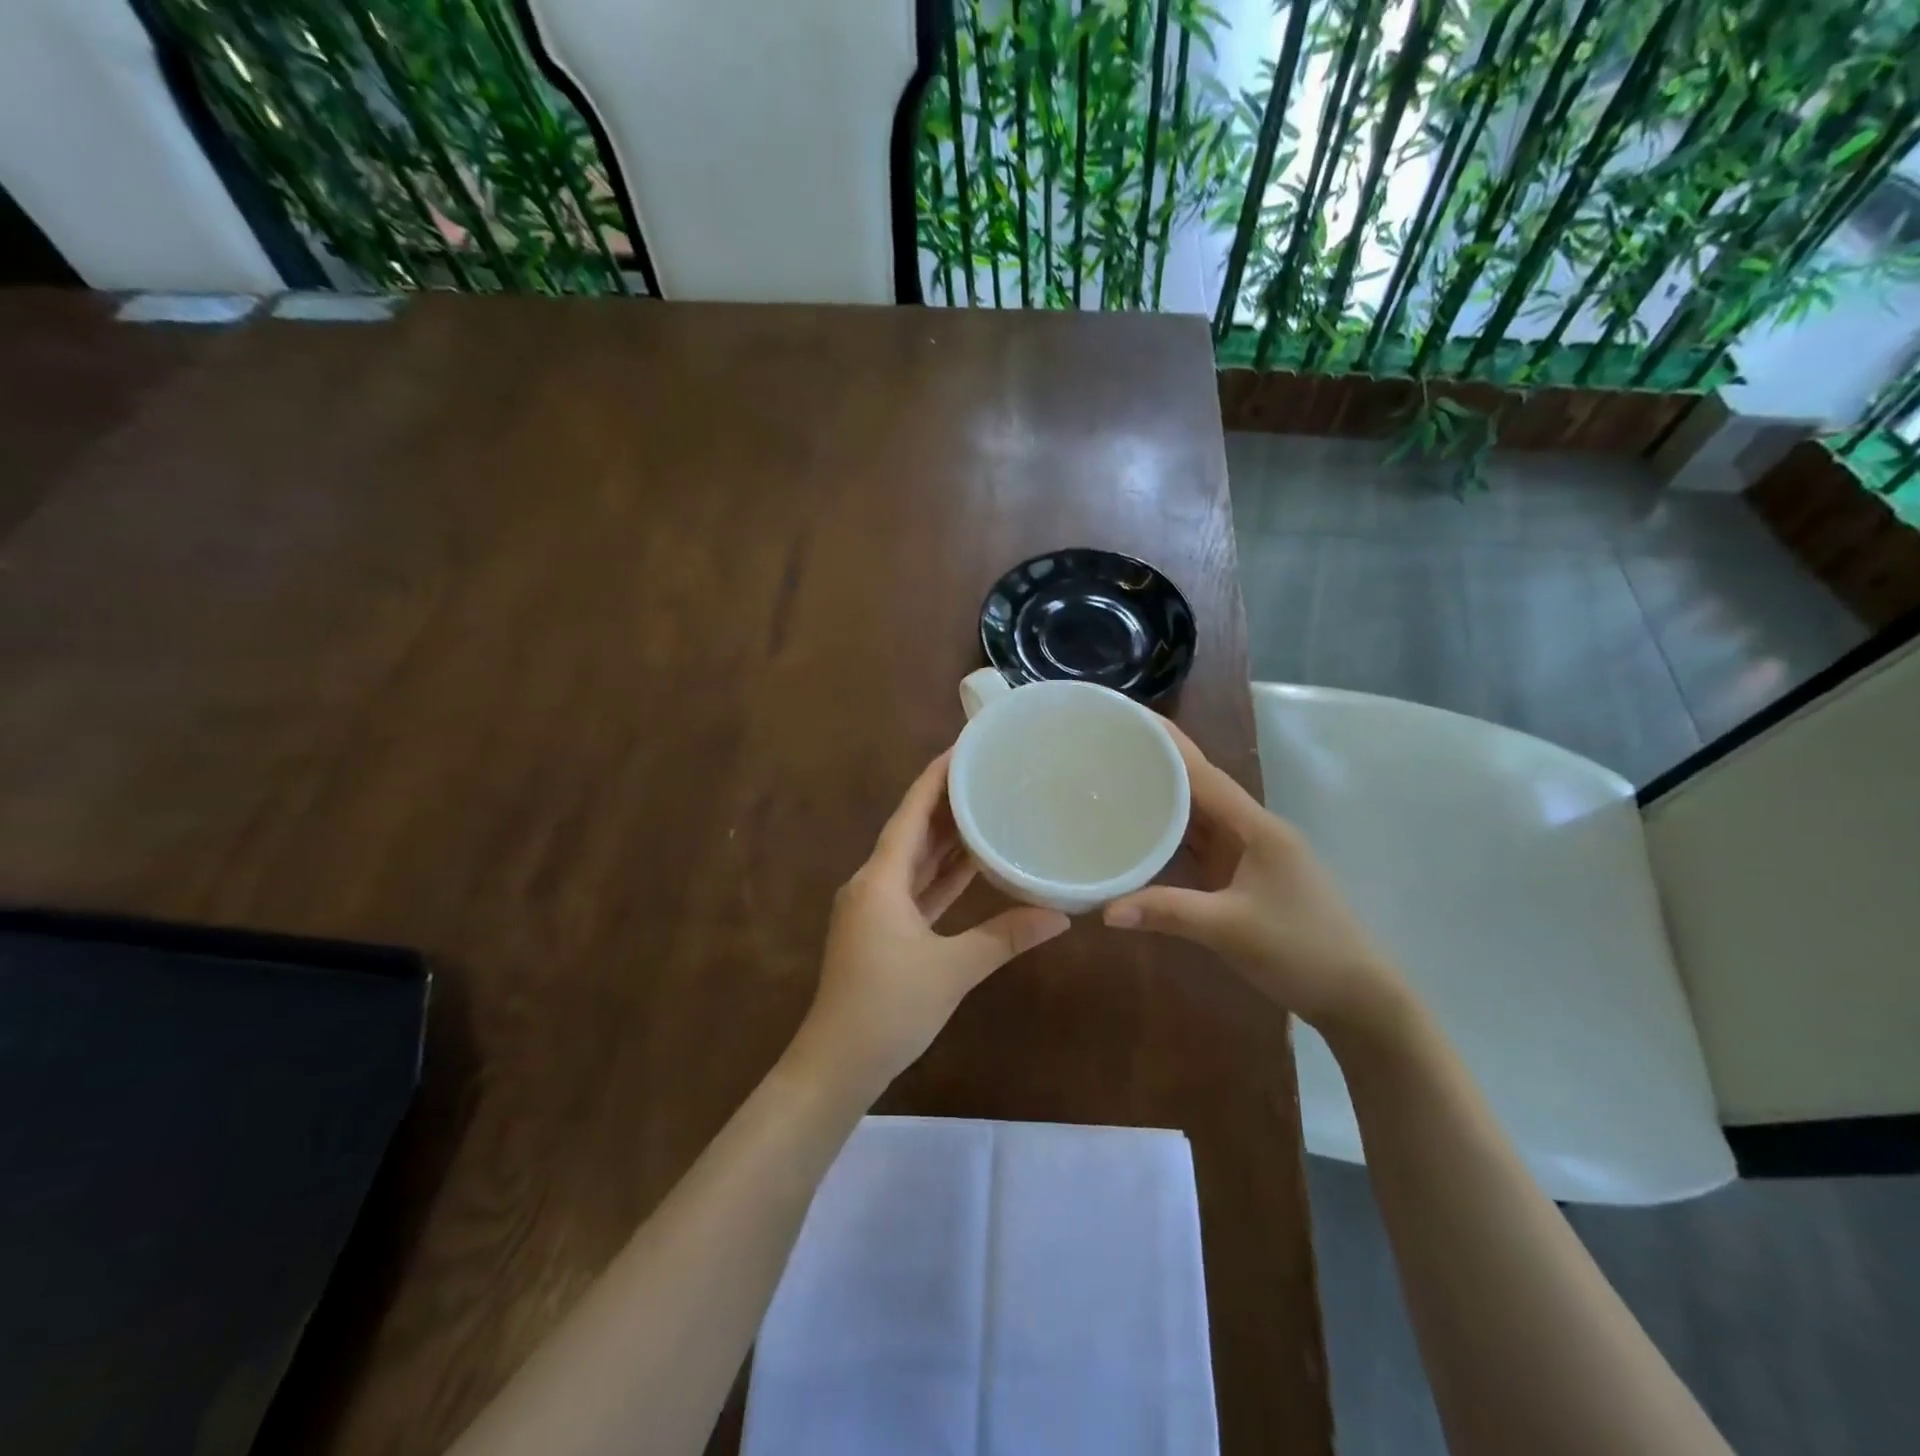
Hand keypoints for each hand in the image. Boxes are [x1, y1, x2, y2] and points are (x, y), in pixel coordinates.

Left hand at [799, 751, 1069, 1096]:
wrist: (838, 1064)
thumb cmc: (888, 1008)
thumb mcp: (952, 970)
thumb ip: (1005, 937)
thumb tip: (1062, 915)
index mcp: (881, 879)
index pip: (911, 812)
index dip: (936, 777)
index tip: (964, 746)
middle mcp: (874, 883)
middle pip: (913, 830)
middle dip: (947, 800)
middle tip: (988, 772)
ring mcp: (876, 907)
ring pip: (916, 860)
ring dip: (947, 837)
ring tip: (987, 805)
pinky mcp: (883, 930)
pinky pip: (917, 888)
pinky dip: (942, 874)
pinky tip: (972, 863)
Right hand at [1102, 722, 1406, 1039]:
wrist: (1357, 997)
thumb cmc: (1302, 950)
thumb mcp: (1230, 929)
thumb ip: (1167, 912)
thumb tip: (1103, 909)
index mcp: (1256, 827)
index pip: (1204, 774)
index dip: (1167, 745)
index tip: (1130, 719)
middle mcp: (1252, 831)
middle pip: (1199, 788)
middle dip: (1159, 765)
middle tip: (1109, 748)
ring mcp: (1250, 856)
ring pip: (1199, 818)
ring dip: (1163, 800)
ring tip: (1116, 781)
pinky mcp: (1244, 879)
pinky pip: (1201, 847)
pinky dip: (1172, 838)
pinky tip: (1143, 835)